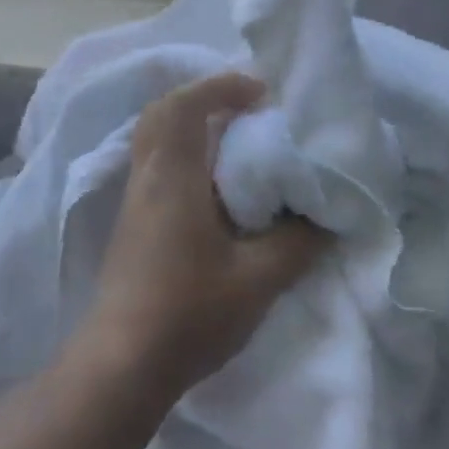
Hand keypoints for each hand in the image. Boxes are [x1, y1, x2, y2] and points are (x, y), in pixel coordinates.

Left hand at [75, 72, 330, 402]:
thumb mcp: (259, 279)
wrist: (123, 362)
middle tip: (246, 112)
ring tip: (237, 147)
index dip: (221, 87)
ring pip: (155, 142)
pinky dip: (184, 159)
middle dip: (202, 100)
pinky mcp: (131, 226)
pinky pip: (156, 169)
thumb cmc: (190, 312)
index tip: (261, 93)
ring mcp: (133, 203)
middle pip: (161, 114)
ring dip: (191, 131)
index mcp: (171, 176)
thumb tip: (325, 216)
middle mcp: (146, 178)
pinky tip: (215, 192)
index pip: (184, 105)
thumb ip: (297, 242)